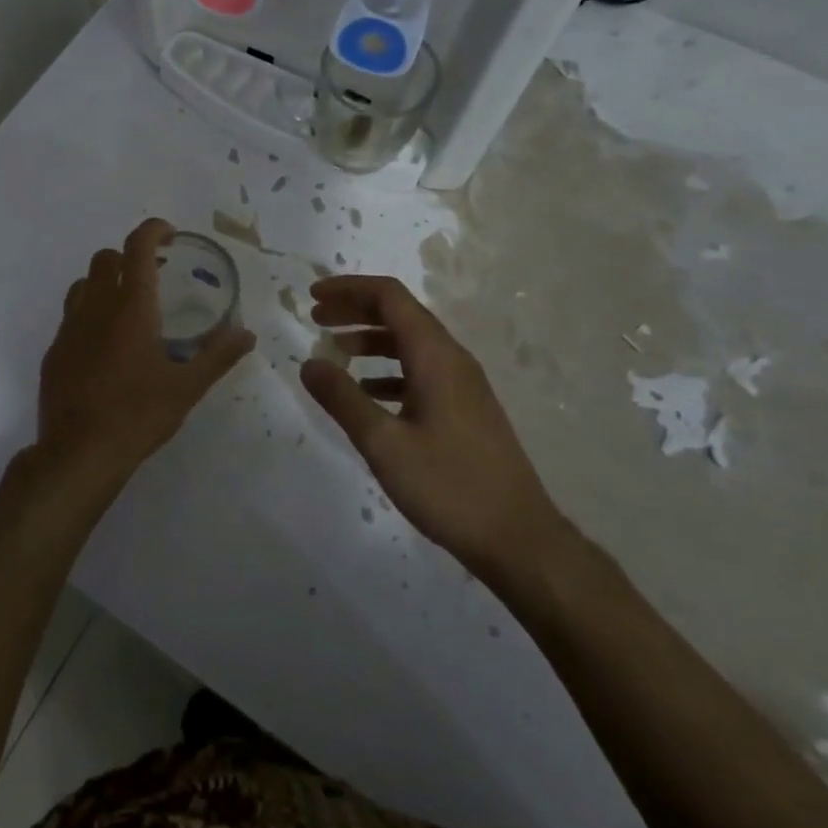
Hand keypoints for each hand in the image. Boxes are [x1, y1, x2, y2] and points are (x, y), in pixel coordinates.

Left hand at [35, 219, 257, 496]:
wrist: (78, 453)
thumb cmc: (138, 415)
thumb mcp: (187, 388)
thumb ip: (218, 356)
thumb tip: (246, 334)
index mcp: (132, 307)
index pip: (138, 247)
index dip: (153, 230)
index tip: (170, 235)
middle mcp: (96, 307)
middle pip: (106, 258)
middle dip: (128, 257)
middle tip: (152, 278)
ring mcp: (69, 328)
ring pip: (83, 285)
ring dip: (104, 284)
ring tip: (126, 310)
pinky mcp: (54, 351)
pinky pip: (70, 317)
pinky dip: (89, 316)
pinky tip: (104, 348)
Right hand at [300, 276, 571, 582]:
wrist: (518, 539)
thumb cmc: (449, 486)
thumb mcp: (384, 444)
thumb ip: (343, 399)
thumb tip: (308, 363)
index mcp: (435, 356)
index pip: (389, 296)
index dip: (349, 289)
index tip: (312, 296)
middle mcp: (451, 359)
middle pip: (399, 314)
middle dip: (355, 309)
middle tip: (316, 318)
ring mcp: (462, 385)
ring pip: (410, 343)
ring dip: (370, 340)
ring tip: (334, 353)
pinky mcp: (464, 409)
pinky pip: (420, 371)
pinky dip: (387, 370)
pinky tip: (366, 394)